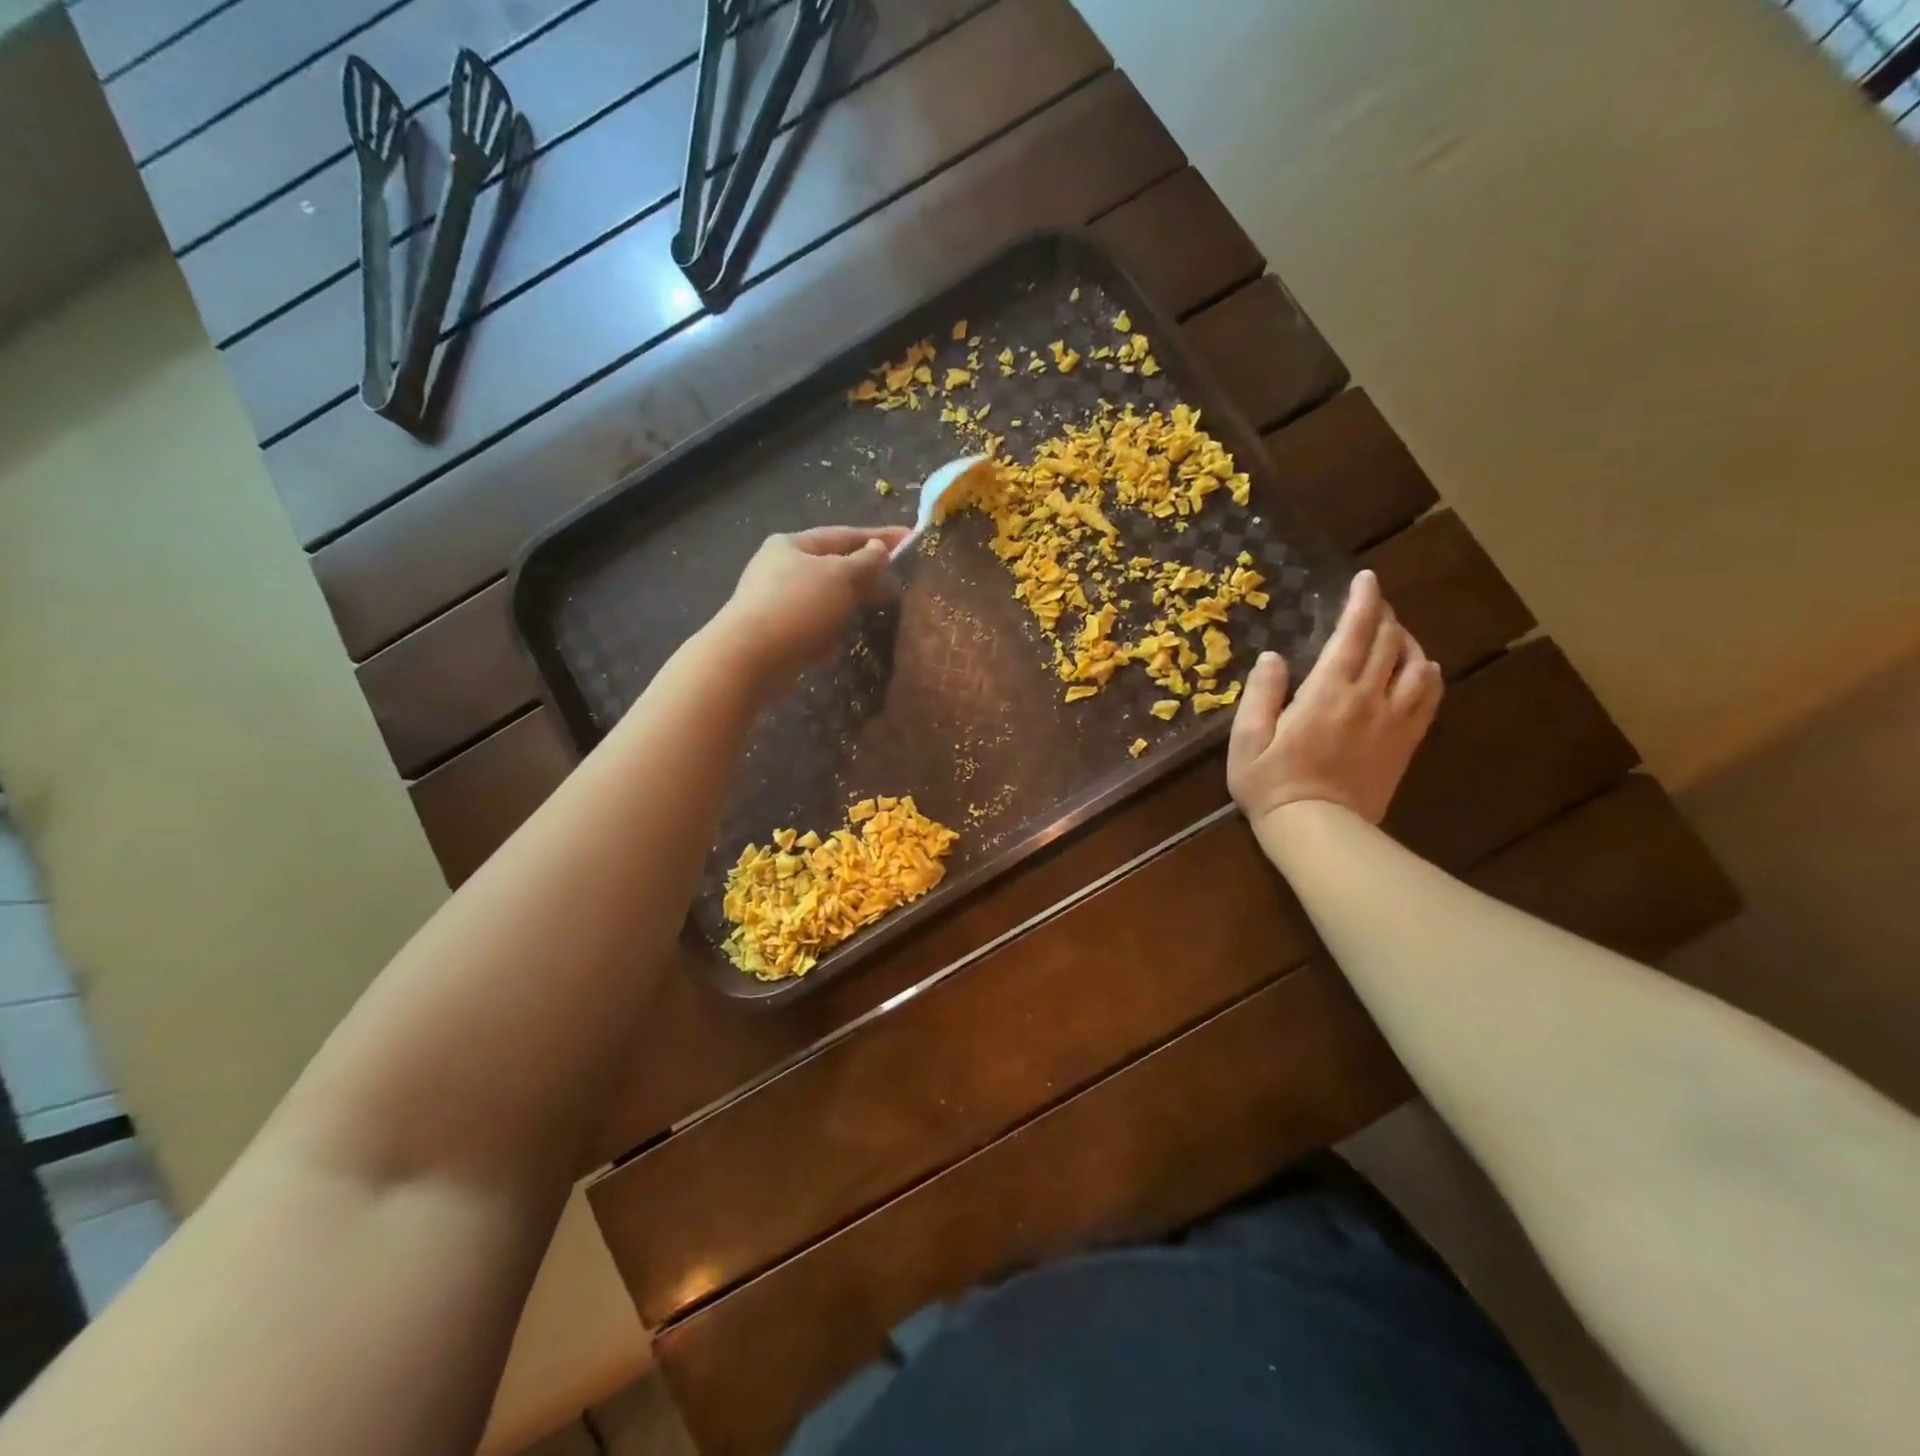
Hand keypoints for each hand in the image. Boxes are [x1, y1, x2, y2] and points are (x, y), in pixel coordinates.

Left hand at [710, 525, 909, 693]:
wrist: (750, 657)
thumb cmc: (798, 606)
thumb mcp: (839, 576)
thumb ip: (864, 562)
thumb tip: (878, 549)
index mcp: (792, 544)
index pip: (844, 534)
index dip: (879, 537)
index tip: (910, 538)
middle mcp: (780, 568)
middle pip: (832, 565)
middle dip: (864, 572)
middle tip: (897, 577)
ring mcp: (775, 601)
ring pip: (824, 597)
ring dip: (848, 603)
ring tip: (876, 609)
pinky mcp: (776, 633)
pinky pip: (812, 625)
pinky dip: (830, 629)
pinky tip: (842, 640)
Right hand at [1227, 569, 1443, 835]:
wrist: (1319, 831)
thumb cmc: (1272, 784)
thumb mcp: (1247, 740)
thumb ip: (1260, 694)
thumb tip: (1273, 657)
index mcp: (1327, 692)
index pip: (1353, 634)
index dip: (1362, 602)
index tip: (1365, 579)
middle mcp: (1368, 698)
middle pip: (1389, 643)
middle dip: (1384, 615)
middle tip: (1373, 602)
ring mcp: (1393, 720)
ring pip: (1416, 665)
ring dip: (1407, 641)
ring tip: (1394, 633)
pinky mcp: (1406, 742)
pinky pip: (1429, 698)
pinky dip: (1428, 674)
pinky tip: (1421, 669)